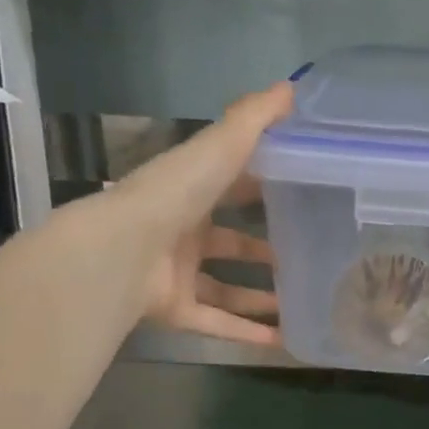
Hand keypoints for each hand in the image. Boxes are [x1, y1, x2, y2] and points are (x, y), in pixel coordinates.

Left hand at [105, 82, 293, 343]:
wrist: (120, 252)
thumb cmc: (174, 195)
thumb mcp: (218, 146)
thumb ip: (253, 119)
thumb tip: (292, 86)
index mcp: (190, 191)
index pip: (232, 186)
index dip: (265, 187)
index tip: (304, 192)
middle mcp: (183, 231)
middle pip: (231, 242)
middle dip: (266, 248)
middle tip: (308, 255)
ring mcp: (177, 274)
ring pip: (226, 288)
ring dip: (261, 296)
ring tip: (303, 302)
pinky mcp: (175, 311)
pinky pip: (217, 325)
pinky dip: (248, 334)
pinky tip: (285, 342)